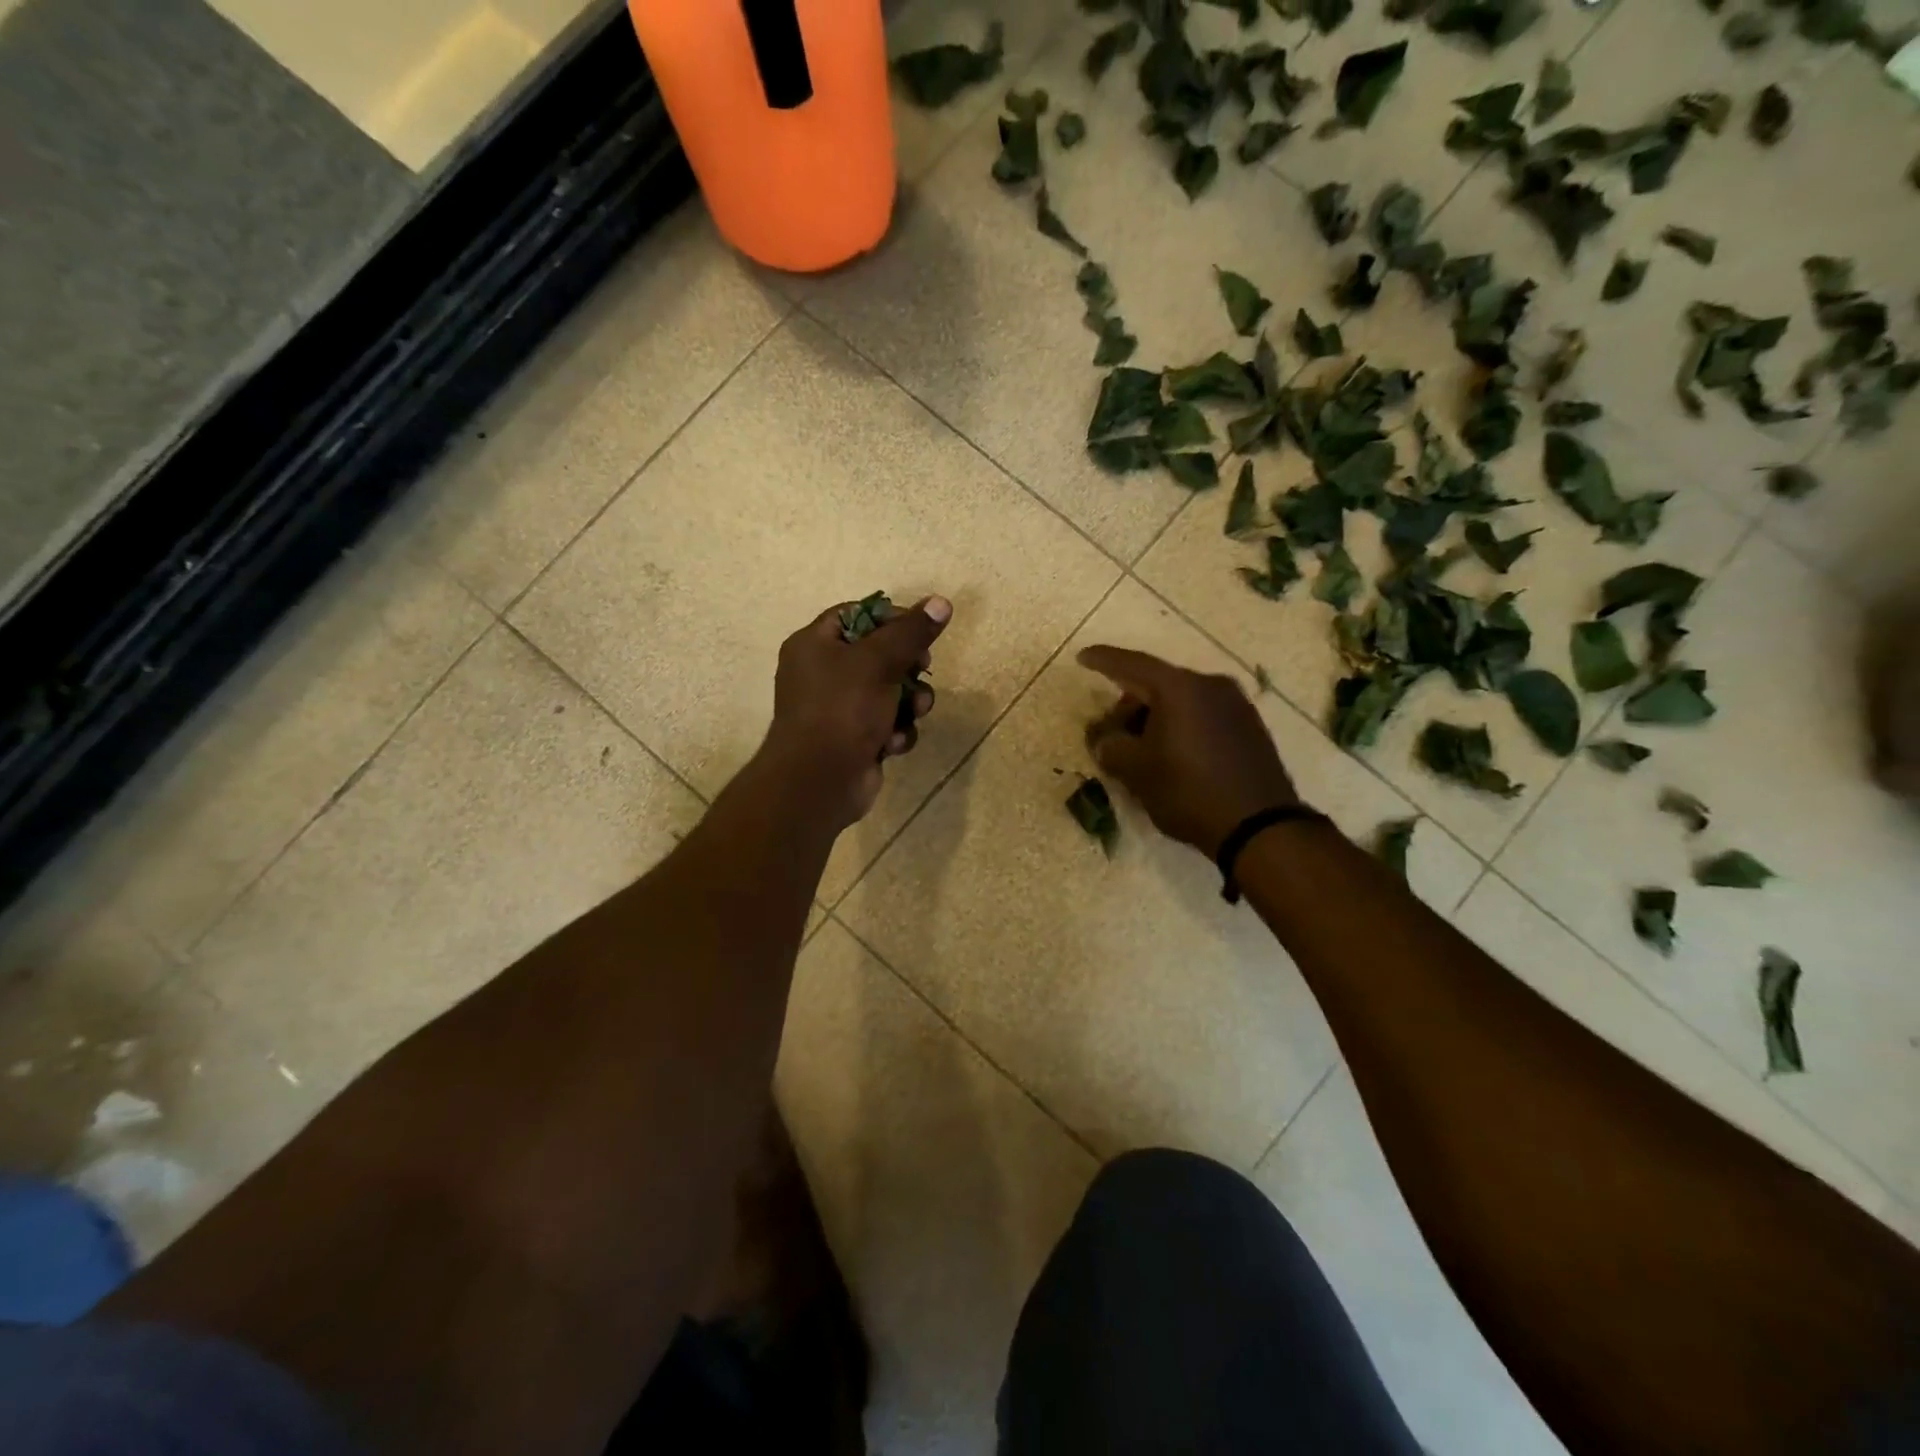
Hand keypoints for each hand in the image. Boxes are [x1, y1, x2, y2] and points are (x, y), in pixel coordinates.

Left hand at [762, 596, 951, 829]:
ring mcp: (838, 709)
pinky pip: (886, 724)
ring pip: (889, 692)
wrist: (820, 782)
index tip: (919, 630)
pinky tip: (893, 744)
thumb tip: (941, 602)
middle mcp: (821, 673)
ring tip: (914, 712)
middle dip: (907, 667)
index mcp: (814, 645)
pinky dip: (895, 731)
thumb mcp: (879, 662)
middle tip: (922, 668)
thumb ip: (911, 632)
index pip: (857, 615)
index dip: (891, 619)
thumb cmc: (842, 710)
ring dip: (909, 702)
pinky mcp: (854, 739)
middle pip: (878, 654)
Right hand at [1078, 646, 1297, 857]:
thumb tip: (1105, 739)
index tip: (1082, 657)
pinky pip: (1202, 716)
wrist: (1260, 827)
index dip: (1103, 660)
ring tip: (1140, 751)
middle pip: (1157, 684)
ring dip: (1154, 718)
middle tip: (1109, 734)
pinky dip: (1179, 727)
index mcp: (1179, 688)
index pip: (1132, 664)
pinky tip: (1171, 755)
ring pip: (1181, 701)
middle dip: (1128, 705)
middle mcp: (1210, 685)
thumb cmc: (1188, 791)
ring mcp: (1235, 705)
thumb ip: (1110, 746)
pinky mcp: (1249, 727)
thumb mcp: (1136, 771)